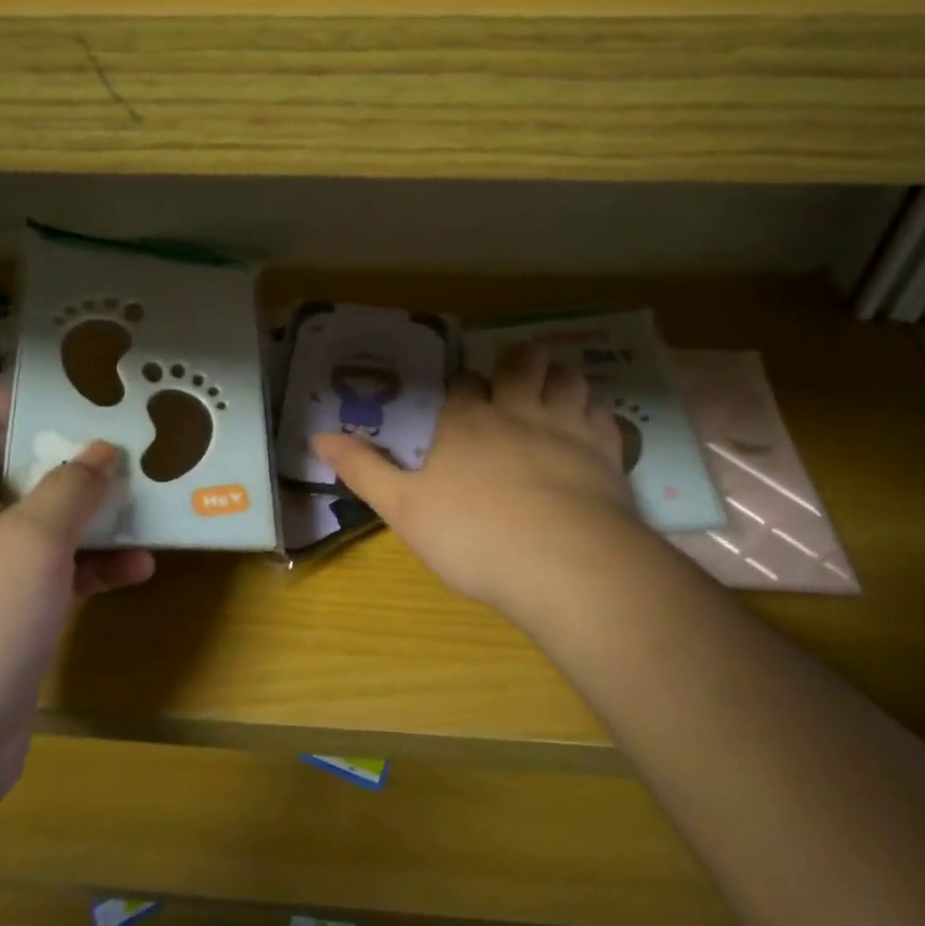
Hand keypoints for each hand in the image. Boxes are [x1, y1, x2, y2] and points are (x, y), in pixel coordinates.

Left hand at [0, 385, 154, 810]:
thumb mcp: (32, 539)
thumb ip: (71, 486)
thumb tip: (100, 451)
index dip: (4, 401)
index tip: (67, 400)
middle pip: (11, 469)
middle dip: (68, 457)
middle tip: (125, 443)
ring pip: (42, 523)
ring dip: (91, 513)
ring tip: (145, 500)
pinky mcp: (9, 617)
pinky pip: (56, 573)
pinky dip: (94, 567)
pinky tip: (140, 568)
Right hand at [315, 344, 642, 625]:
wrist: (564, 563)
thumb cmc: (474, 535)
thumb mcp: (403, 508)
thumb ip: (363, 469)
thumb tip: (318, 436)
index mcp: (467, 420)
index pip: (463, 383)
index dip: (462, 387)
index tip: (460, 399)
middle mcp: (517, 410)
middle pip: (521, 362)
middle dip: (516, 363)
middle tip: (512, 379)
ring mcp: (566, 426)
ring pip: (567, 378)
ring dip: (558, 378)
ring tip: (551, 391)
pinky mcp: (606, 451)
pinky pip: (603, 412)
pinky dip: (593, 411)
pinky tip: (587, 426)